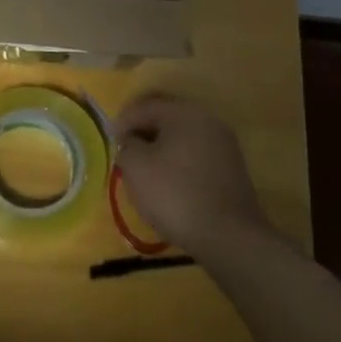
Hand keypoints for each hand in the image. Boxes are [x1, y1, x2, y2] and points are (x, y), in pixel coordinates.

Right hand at [112, 94, 270, 259]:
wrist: (228, 236)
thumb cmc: (175, 194)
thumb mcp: (136, 166)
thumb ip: (127, 145)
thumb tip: (131, 140)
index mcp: (185, 113)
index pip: (146, 106)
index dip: (123, 120)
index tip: (109, 139)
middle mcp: (208, 121)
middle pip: (167, 116)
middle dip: (143, 129)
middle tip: (125, 148)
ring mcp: (224, 144)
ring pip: (183, 135)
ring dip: (161, 145)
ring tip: (143, 165)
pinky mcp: (231, 168)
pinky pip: (196, 153)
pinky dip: (178, 160)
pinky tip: (167, 179)